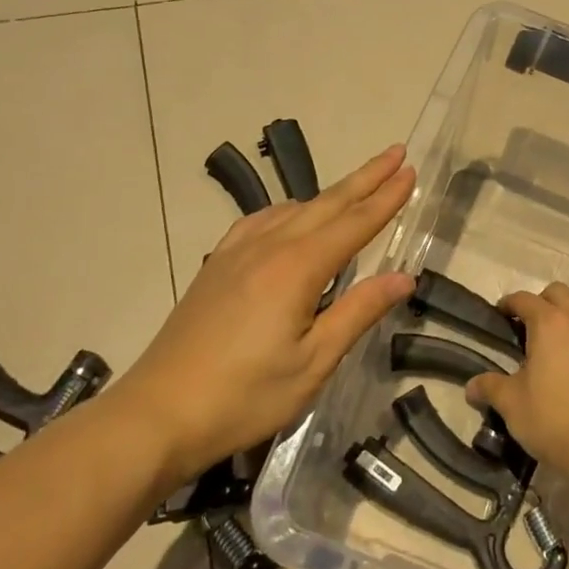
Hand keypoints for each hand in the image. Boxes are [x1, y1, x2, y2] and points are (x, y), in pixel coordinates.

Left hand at [119, 144, 416, 480]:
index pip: (354, 223)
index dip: (386, 198)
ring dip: (330, 194)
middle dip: (365, 178)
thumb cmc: (244, 396)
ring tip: (356, 186)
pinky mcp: (217, 266)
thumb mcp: (313, 363)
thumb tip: (404, 277)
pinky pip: (261, 220)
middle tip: (395, 154)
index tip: (410, 171)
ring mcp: (237, 253)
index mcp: (297, 268)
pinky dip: (289, 210)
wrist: (157, 414)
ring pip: (294, 209)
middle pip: (327, 204)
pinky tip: (291, 217)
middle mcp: (268, 247)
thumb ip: (358, 312)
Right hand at [466, 283, 568, 475]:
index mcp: (549, 324)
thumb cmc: (550, 418)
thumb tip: (471, 387)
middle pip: (559, 293)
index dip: (509, 303)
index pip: (525, 299)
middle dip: (542, 302)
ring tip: (560, 337)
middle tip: (529, 325)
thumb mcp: (511, 403)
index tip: (500, 314)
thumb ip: (489, 387)